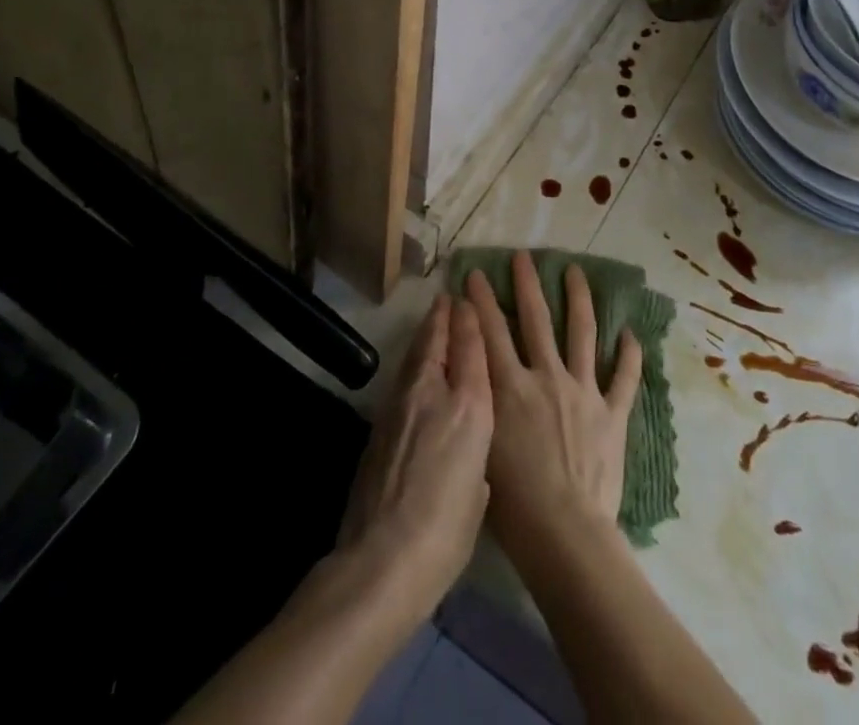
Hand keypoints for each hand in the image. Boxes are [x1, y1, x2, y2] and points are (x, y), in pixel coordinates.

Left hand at [336, 292, 492, 626]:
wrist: (382, 560)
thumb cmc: (446, 533)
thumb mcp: (479, 492)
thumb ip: (476, 459)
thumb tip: (465, 455)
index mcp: (470, 408)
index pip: (471, 348)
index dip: (470, 320)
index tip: (470, 300)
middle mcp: (434, 393)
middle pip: (438, 341)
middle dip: (445, 317)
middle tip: (449, 298)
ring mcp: (401, 405)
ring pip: (416, 355)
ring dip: (426, 334)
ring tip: (433, 319)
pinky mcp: (378, 422)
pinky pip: (402, 378)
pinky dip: (412, 362)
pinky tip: (414, 366)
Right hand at [465, 253, 641, 561]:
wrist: (565, 534)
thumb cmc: (513, 504)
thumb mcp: (481, 445)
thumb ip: (479, 402)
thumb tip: (468, 371)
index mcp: (511, 387)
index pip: (491, 332)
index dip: (480, 300)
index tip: (474, 274)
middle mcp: (547, 377)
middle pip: (536, 319)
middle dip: (527, 284)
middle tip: (524, 257)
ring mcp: (584, 391)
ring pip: (582, 333)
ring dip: (579, 299)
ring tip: (576, 272)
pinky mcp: (612, 414)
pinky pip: (625, 378)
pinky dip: (630, 355)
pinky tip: (631, 333)